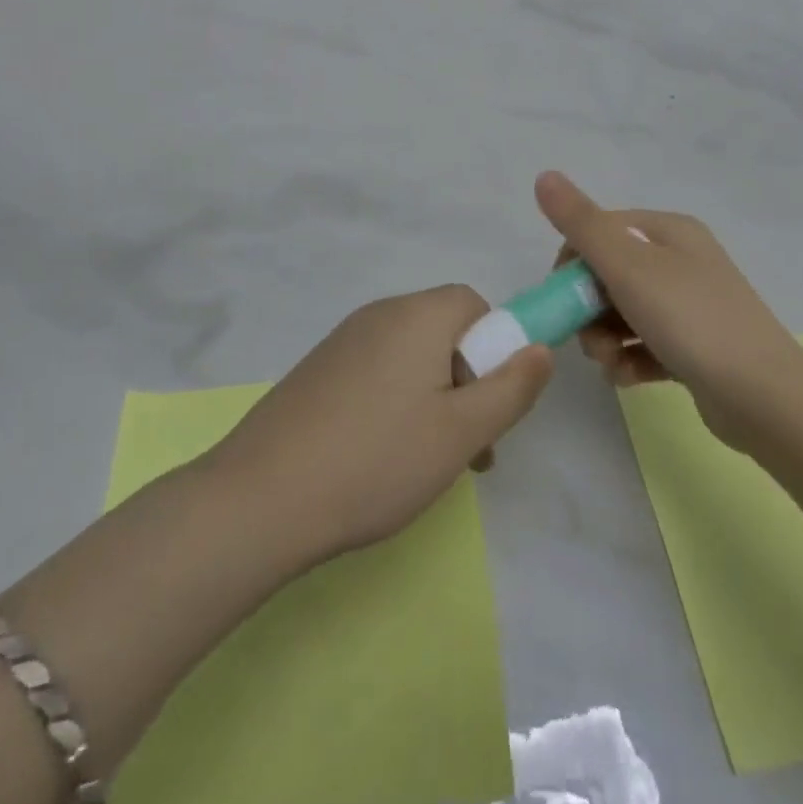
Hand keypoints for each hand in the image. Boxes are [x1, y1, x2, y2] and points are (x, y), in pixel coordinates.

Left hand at [209, 286, 552, 564]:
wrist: (261, 498)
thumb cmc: (377, 460)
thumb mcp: (461, 431)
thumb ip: (511, 388)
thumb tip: (541, 347)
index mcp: (416, 315)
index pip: (474, 305)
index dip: (494, 349)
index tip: (489, 405)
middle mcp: (378, 315)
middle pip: (443, 331)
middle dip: (467, 382)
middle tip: (467, 447)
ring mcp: (341, 342)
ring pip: (410, 358)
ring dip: (433, 399)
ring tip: (427, 463)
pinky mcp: (318, 372)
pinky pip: (376, 374)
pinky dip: (394, 404)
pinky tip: (381, 458)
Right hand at [535, 171, 801, 448]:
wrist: (762, 395)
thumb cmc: (690, 319)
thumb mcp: (628, 265)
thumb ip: (582, 223)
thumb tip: (544, 176)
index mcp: (669, 231)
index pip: (600, 232)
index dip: (573, 262)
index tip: (563, 297)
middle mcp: (681, 261)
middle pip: (609, 275)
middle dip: (588, 308)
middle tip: (587, 337)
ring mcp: (690, 305)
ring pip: (624, 313)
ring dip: (604, 338)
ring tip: (608, 362)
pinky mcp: (694, 347)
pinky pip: (645, 344)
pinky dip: (629, 359)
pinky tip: (626, 377)